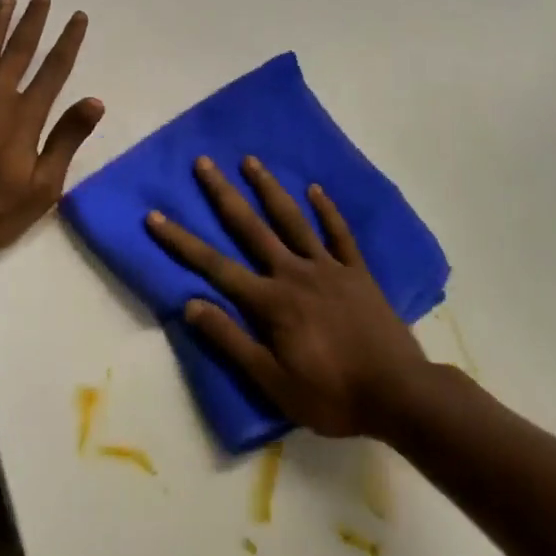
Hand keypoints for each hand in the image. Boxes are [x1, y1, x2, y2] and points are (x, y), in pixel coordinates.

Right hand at [146, 155, 434, 438]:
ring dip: (269, 188)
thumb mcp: (273, 382)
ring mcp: (328, 267)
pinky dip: (327, 210)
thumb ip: (231, 341)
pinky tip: (316, 189)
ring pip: (293, 220)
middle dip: (223, 194)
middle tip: (204, 162)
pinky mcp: (357, 271)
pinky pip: (339, 234)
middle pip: (251, 227)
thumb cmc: (332, 394)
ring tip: (250, 161)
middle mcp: (294, 273)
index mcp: (271, 301)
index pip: (214, 266)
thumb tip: (190, 305)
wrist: (399, 394)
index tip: (155, 216)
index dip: (181, 241)